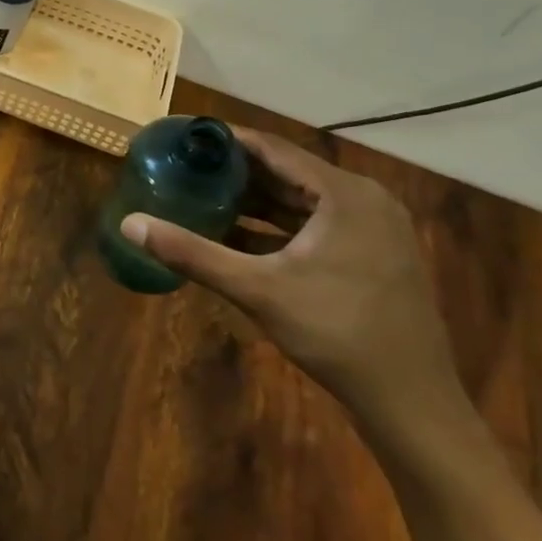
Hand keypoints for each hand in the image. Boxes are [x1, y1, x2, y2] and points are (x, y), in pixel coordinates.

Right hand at [120, 130, 463, 433]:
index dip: (226, 140)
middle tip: (185, 167)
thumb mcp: (256, 289)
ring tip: (203, 196)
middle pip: (288, 172)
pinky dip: (277, 227)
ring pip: (302, 201)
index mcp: (344, 194)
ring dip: (255, 201)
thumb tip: (129, 224)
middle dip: (235, 172)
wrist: (411, 403)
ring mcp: (374, 229)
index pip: (273, 149)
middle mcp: (365, 200)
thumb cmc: (336, 334)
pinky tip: (236, 236)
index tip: (184, 137)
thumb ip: (192, 253)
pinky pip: (316, 225)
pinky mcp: (374, 255)